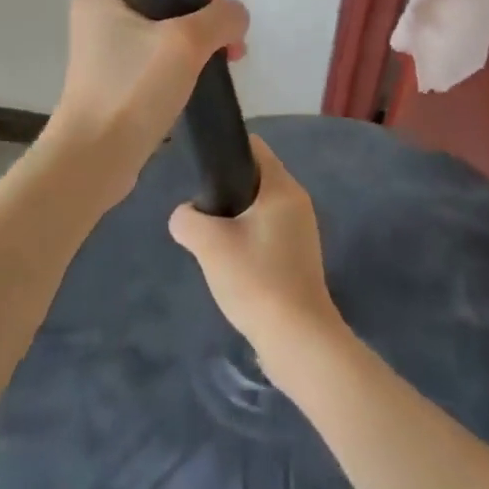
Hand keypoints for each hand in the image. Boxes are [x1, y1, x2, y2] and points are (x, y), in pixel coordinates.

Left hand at [43, 0, 248, 211]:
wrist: (95, 159)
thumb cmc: (133, 88)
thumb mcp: (186, 42)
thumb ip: (221, 18)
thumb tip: (237, 14)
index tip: (219, 16)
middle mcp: (97, 16)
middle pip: (164, 3)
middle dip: (203, 22)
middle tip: (230, 47)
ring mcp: (103, 52)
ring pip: (162, 35)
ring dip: (195, 47)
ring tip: (223, 67)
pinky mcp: (112, 82)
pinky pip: (153, 63)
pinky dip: (179, 69)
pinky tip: (199, 85)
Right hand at [169, 136, 345, 377]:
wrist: (298, 342)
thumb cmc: (256, 279)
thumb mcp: (208, 243)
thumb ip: (187, 219)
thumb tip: (186, 216)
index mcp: (282, 187)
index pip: (253, 147)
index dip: (225, 152)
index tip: (202, 173)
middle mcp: (298, 202)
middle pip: (254, 178)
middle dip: (226, 192)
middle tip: (204, 216)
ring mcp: (302, 232)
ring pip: (259, 209)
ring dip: (236, 221)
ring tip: (214, 245)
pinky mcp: (300, 259)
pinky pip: (268, 234)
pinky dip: (249, 243)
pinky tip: (233, 268)